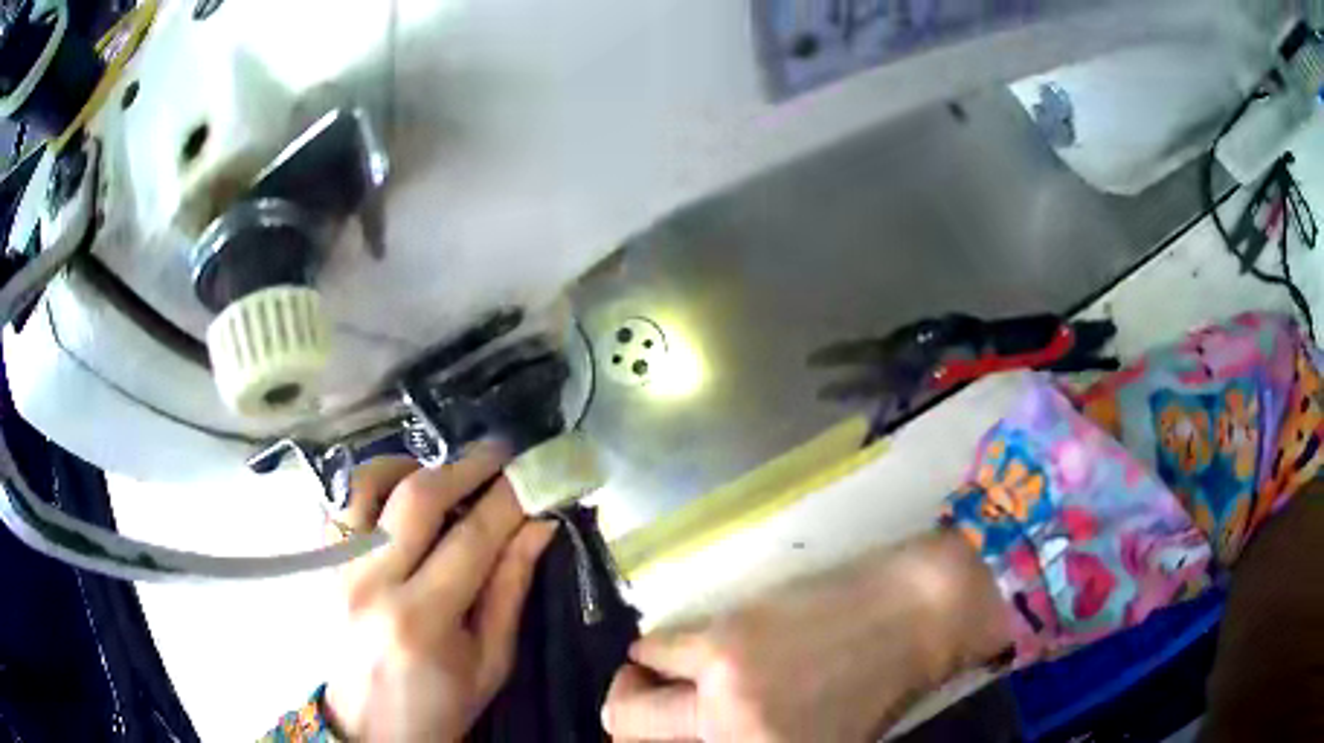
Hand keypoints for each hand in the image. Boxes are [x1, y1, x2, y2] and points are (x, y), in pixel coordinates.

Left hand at [322, 444, 557, 741]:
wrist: (368, 727)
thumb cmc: (437, 704)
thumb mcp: (489, 662)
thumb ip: (510, 589)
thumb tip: (538, 526)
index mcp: (421, 619)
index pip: (472, 538)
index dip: (509, 498)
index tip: (535, 472)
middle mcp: (371, 583)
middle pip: (416, 497)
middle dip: (465, 466)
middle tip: (498, 454)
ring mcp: (336, 567)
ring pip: (366, 482)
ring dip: (411, 465)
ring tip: (441, 474)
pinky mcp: (319, 563)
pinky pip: (338, 500)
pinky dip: (369, 482)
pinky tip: (395, 493)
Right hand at [602, 530, 1008, 741]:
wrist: (915, 616)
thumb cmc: (877, 687)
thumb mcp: (816, 739)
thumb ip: (751, 736)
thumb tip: (696, 727)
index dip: (650, 742)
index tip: (661, 732)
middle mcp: (732, 740)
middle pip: (629, 730)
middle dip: (628, 720)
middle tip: (644, 703)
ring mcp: (723, 696)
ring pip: (631, 697)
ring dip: (644, 684)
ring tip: (669, 672)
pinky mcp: (722, 643)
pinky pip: (651, 648)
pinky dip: (656, 650)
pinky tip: (685, 644)